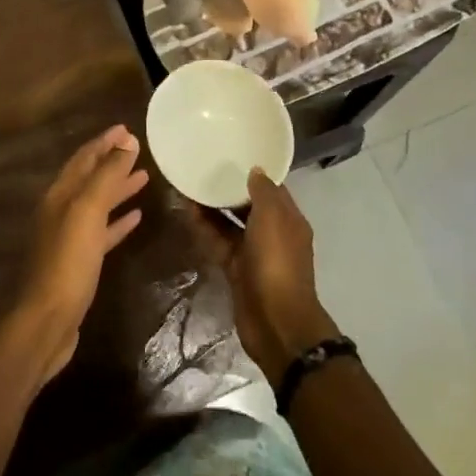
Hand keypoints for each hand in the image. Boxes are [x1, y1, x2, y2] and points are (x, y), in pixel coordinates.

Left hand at [13, 126, 148, 384]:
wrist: (48, 319)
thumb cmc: (68, 261)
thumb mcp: (87, 212)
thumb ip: (106, 176)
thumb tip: (125, 143)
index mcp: (60, 195)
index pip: (84, 158)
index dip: (104, 142)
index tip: (126, 129)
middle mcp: (61, 210)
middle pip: (89, 177)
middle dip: (111, 161)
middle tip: (137, 148)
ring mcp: (69, 236)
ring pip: (97, 203)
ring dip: (118, 188)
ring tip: (143, 176)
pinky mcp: (79, 261)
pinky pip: (101, 231)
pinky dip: (117, 220)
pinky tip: (135, 217)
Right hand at [197, 168, 339, 375]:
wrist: (274, 321)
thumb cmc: (277, 263)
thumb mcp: (273, 219)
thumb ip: (263, 192)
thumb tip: (255, 170)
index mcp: (289, 220)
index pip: (272, 188)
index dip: (254, 172)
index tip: (232, 153)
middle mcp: (273, 233)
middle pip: (248, 204)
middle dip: (229, 188)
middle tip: (204, 166)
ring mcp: (253, 252)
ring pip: (230, 223)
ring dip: (212, 206)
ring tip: (189, 184)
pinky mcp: (235, 268)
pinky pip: (218, 241)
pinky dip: (205, 227)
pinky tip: (187, 211)